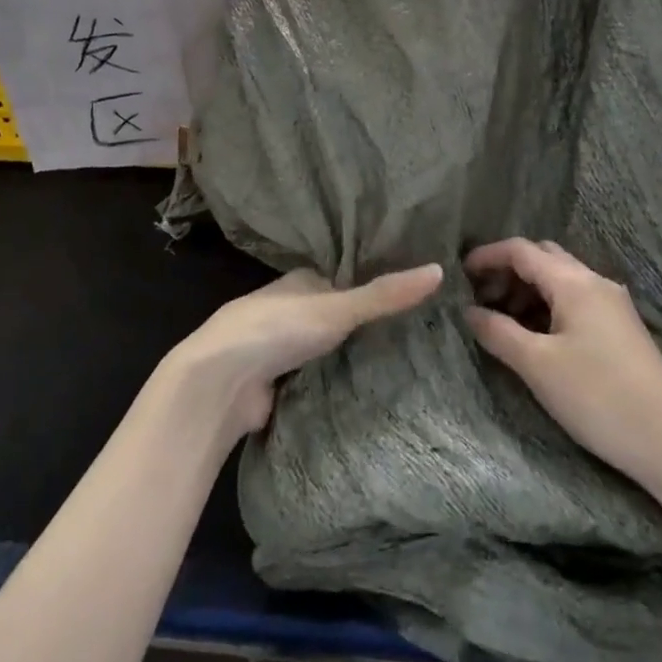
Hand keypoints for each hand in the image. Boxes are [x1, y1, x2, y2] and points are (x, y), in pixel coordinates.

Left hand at [167, 265, 442, 440]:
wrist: (221, 382)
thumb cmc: (278, 328)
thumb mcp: (337, 307)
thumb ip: (385, 294)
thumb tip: (440, 270)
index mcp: (301, 281)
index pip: (346, 277)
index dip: (377, 284)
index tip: (417, 293)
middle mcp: (291, 310)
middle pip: (338, 315)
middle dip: (368, 324)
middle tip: (423, 333)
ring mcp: (283, 348)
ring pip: (329, 349)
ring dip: (354, 356)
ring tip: (410, 362)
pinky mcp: (281, 384)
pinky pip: (319, 380)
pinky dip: (340, 383)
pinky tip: (375, 392)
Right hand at [465, 238, 661, 487]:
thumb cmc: (598, 398)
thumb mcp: (537, 365)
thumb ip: (498, 332)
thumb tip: (469, 311)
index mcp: (575, 282)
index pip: (522, 250)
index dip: (487, 256)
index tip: (459, 274)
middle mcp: (596, 283)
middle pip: (543, 258)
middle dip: (508, 271)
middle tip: (480, 297)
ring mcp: (613, 305)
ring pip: (560, 279)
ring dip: (527, 290)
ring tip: (502, 321)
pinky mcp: (621, 329)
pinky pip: (575, 300)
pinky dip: (547, 306)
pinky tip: (535, 336)